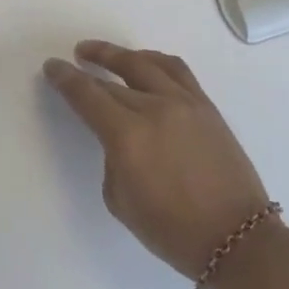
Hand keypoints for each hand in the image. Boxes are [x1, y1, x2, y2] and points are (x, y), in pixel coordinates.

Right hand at [43, 41, 271, 278]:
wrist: (235, 236)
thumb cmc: (172, 230)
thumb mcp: (121, 201)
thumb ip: (113, 159)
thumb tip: (120, 138)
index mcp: (127, 136)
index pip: (88, 96)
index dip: (66, 79)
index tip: (53, 66)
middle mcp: (155, 109)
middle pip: (113, 81)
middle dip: (87, 70)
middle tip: (71, 63)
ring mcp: (184, 103)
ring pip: (145, 64)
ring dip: (118, 54)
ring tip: (100, 52)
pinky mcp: (206, 105)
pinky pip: (176, 70)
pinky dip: (153, 60)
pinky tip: (143, 62)